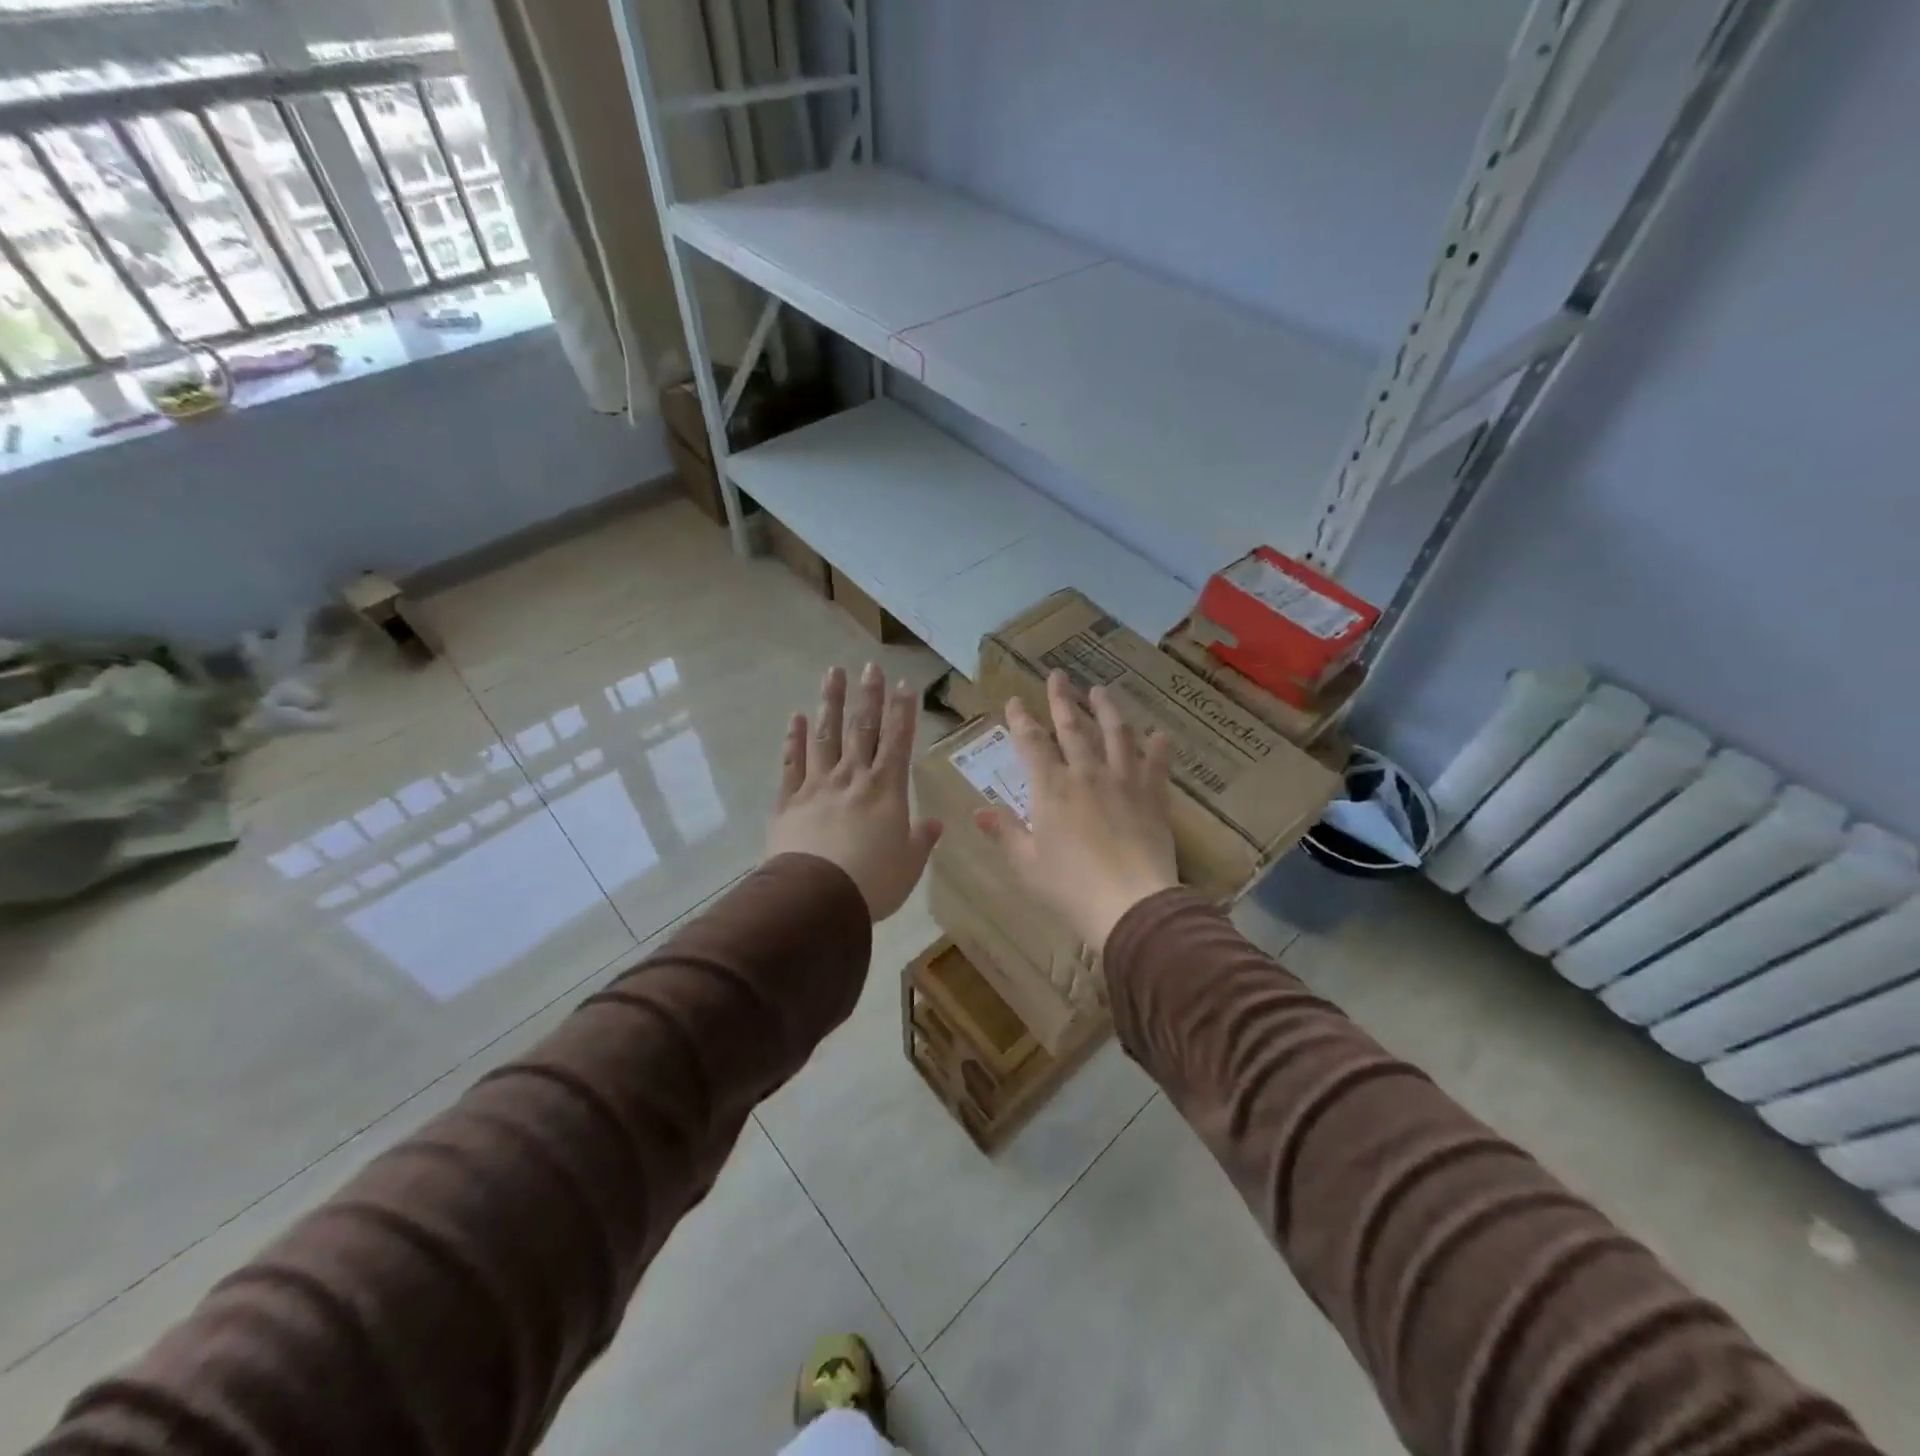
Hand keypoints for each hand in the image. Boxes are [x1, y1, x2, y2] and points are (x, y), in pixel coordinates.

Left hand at [766, 663, 941, 920]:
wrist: (817, 898)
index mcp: (886, 790)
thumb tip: (934, 823)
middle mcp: (852, 778)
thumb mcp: (909, 865)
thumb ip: (921, 840)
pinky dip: (794, 739)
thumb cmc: (873, 882)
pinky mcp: (789, 801)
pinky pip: (792, 763)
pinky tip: (796, 718)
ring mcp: (817, 785)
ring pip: (825, 735)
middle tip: (870, 666)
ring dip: (830, 702)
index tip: (904, 685)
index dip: (903, 712)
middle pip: (862, 729)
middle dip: (868, 696)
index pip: (898, 741)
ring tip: (832, 673)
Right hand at [975, 670, 1178, 949]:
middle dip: (1062, 699)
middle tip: (1058, 675)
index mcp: (1050, 788)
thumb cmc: (1069, 887)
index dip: (1021, 719)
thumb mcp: (1026, 863)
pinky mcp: (1152, 796)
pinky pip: (1156, 764)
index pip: (1031, 743)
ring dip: (1106, 709)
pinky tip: (1160, 733)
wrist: (1131, 903)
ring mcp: (1123, 781)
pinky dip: (1158, 747)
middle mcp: (1086, 774)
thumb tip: (979, 811)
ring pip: (1115, 734)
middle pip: (1072, 728)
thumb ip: (1005, 832)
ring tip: (1100, 690)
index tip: (1016, 700)